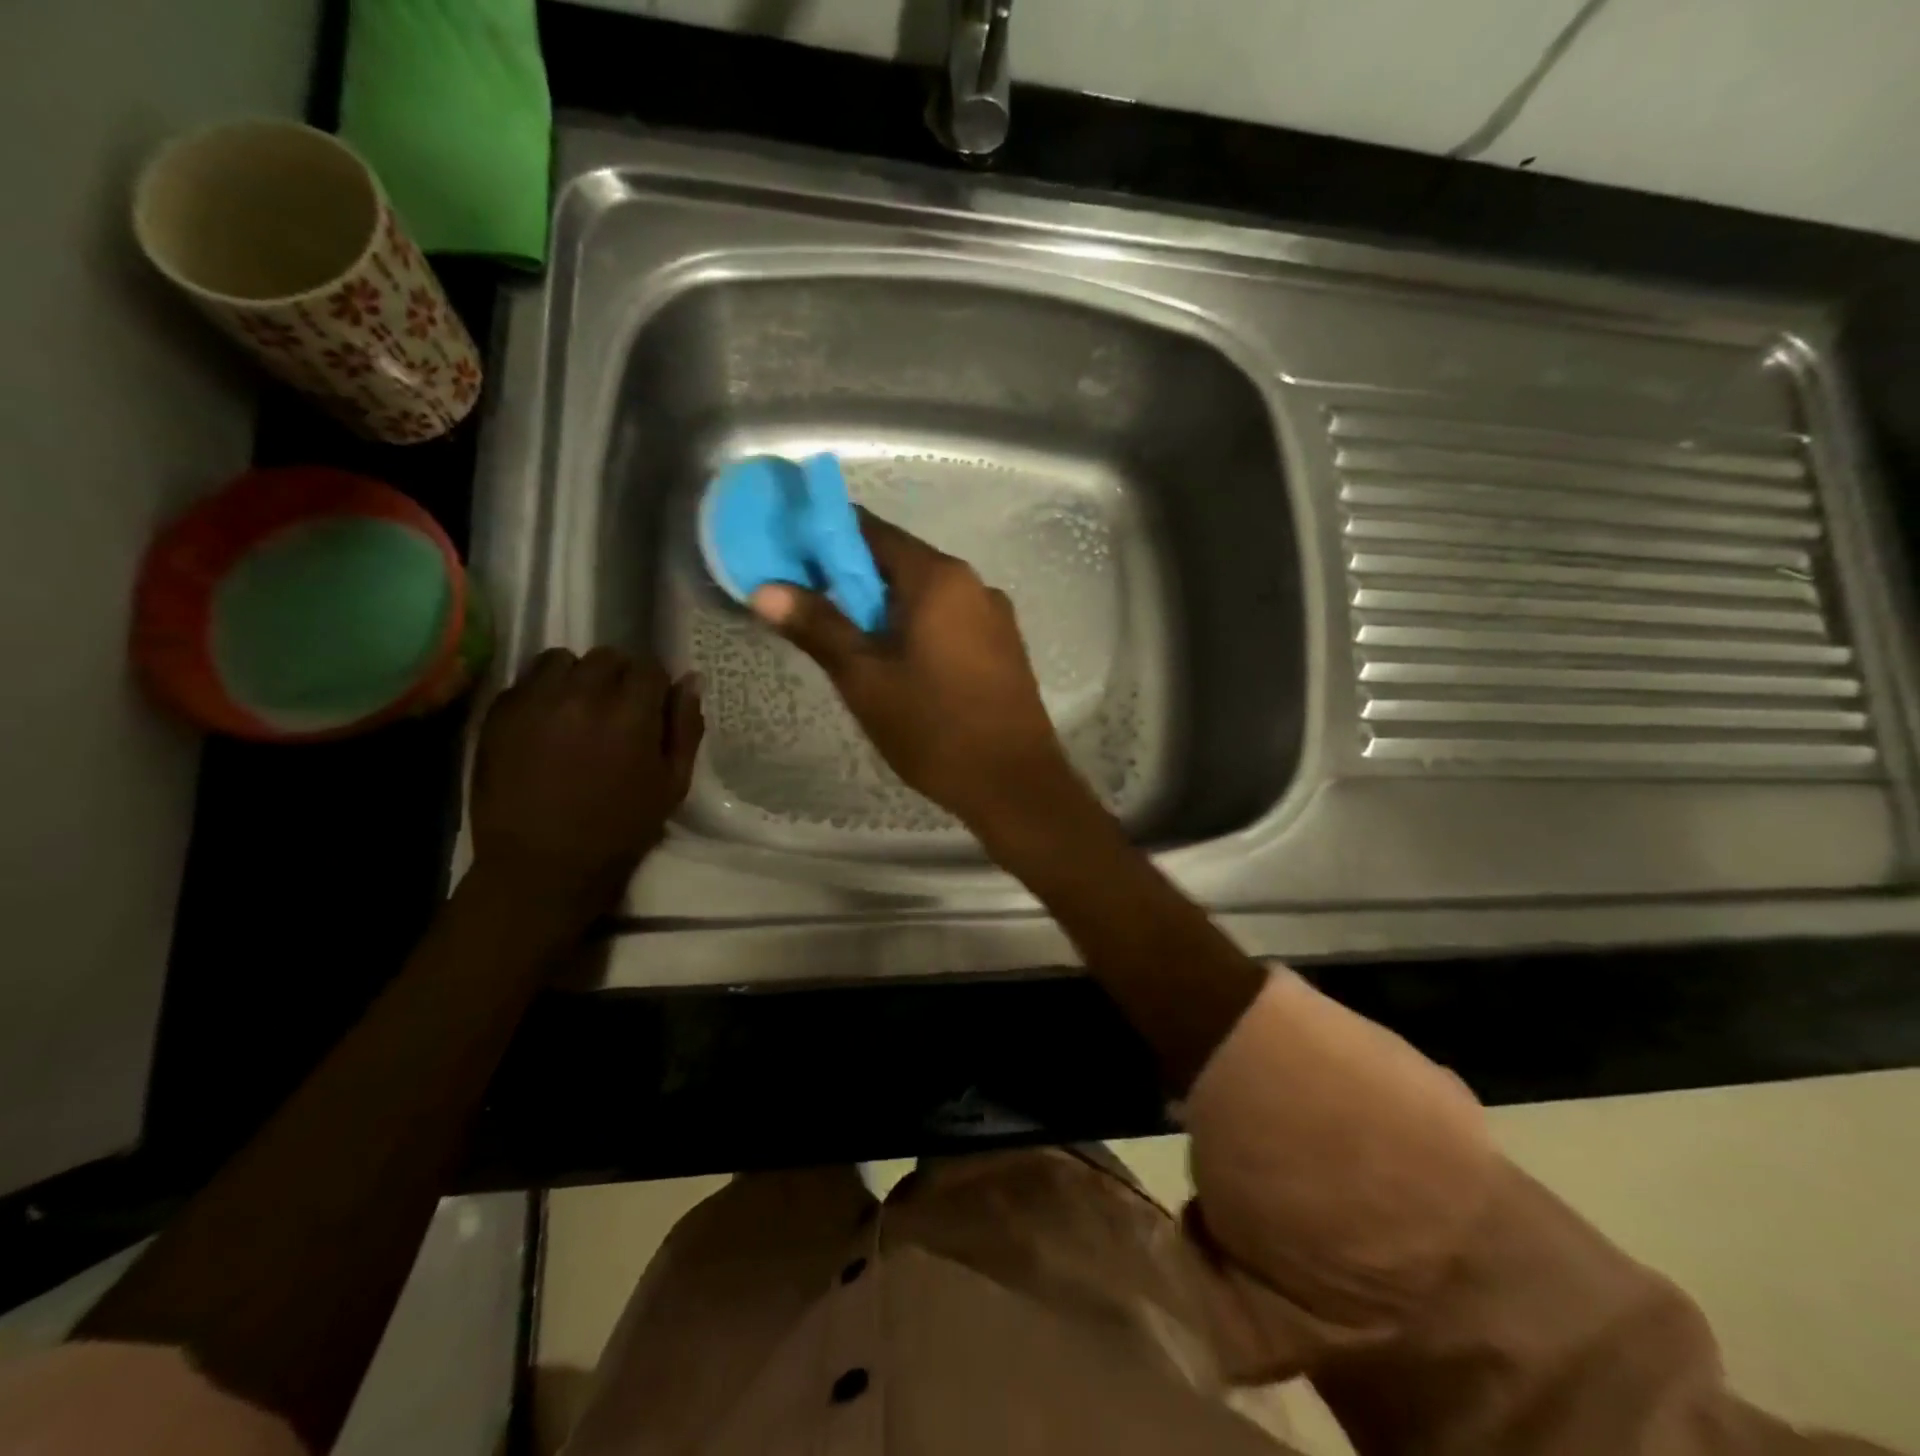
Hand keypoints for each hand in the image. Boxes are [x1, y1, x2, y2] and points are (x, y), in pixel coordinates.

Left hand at [470, 647, 702, 920]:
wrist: (541, 865)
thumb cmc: (619, 829)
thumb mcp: (672, 784)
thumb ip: (685, 728)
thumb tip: (690, 681)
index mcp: (630, 714)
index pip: (650, 668)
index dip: (655, 686)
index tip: (652, 708)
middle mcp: (581, 696)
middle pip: (607, 657)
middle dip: (619, 677)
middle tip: (618, 710)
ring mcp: (534, 701)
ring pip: (562, 659)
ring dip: (578, 677)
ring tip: (578, 708)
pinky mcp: (499, 714)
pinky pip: (526, 681)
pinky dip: (543, 691)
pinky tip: (548, 722)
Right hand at [750, 511, 1075, 834]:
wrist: (1015, 785)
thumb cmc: (934, 729)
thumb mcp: (865, 680)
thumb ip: (818, 627)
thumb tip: (765, 589)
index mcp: (939, 577)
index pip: (872, 531)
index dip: (826, 538)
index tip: (791, 558)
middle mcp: (974, 583)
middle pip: (901, 562)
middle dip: (853, 580)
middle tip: (812, 610)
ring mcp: (995, 615)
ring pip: (926, 595)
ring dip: (886, 608)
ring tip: (851, 645)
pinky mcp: (1005, 646)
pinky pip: (950, 620)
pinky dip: (918, 628)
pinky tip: (899, 664)